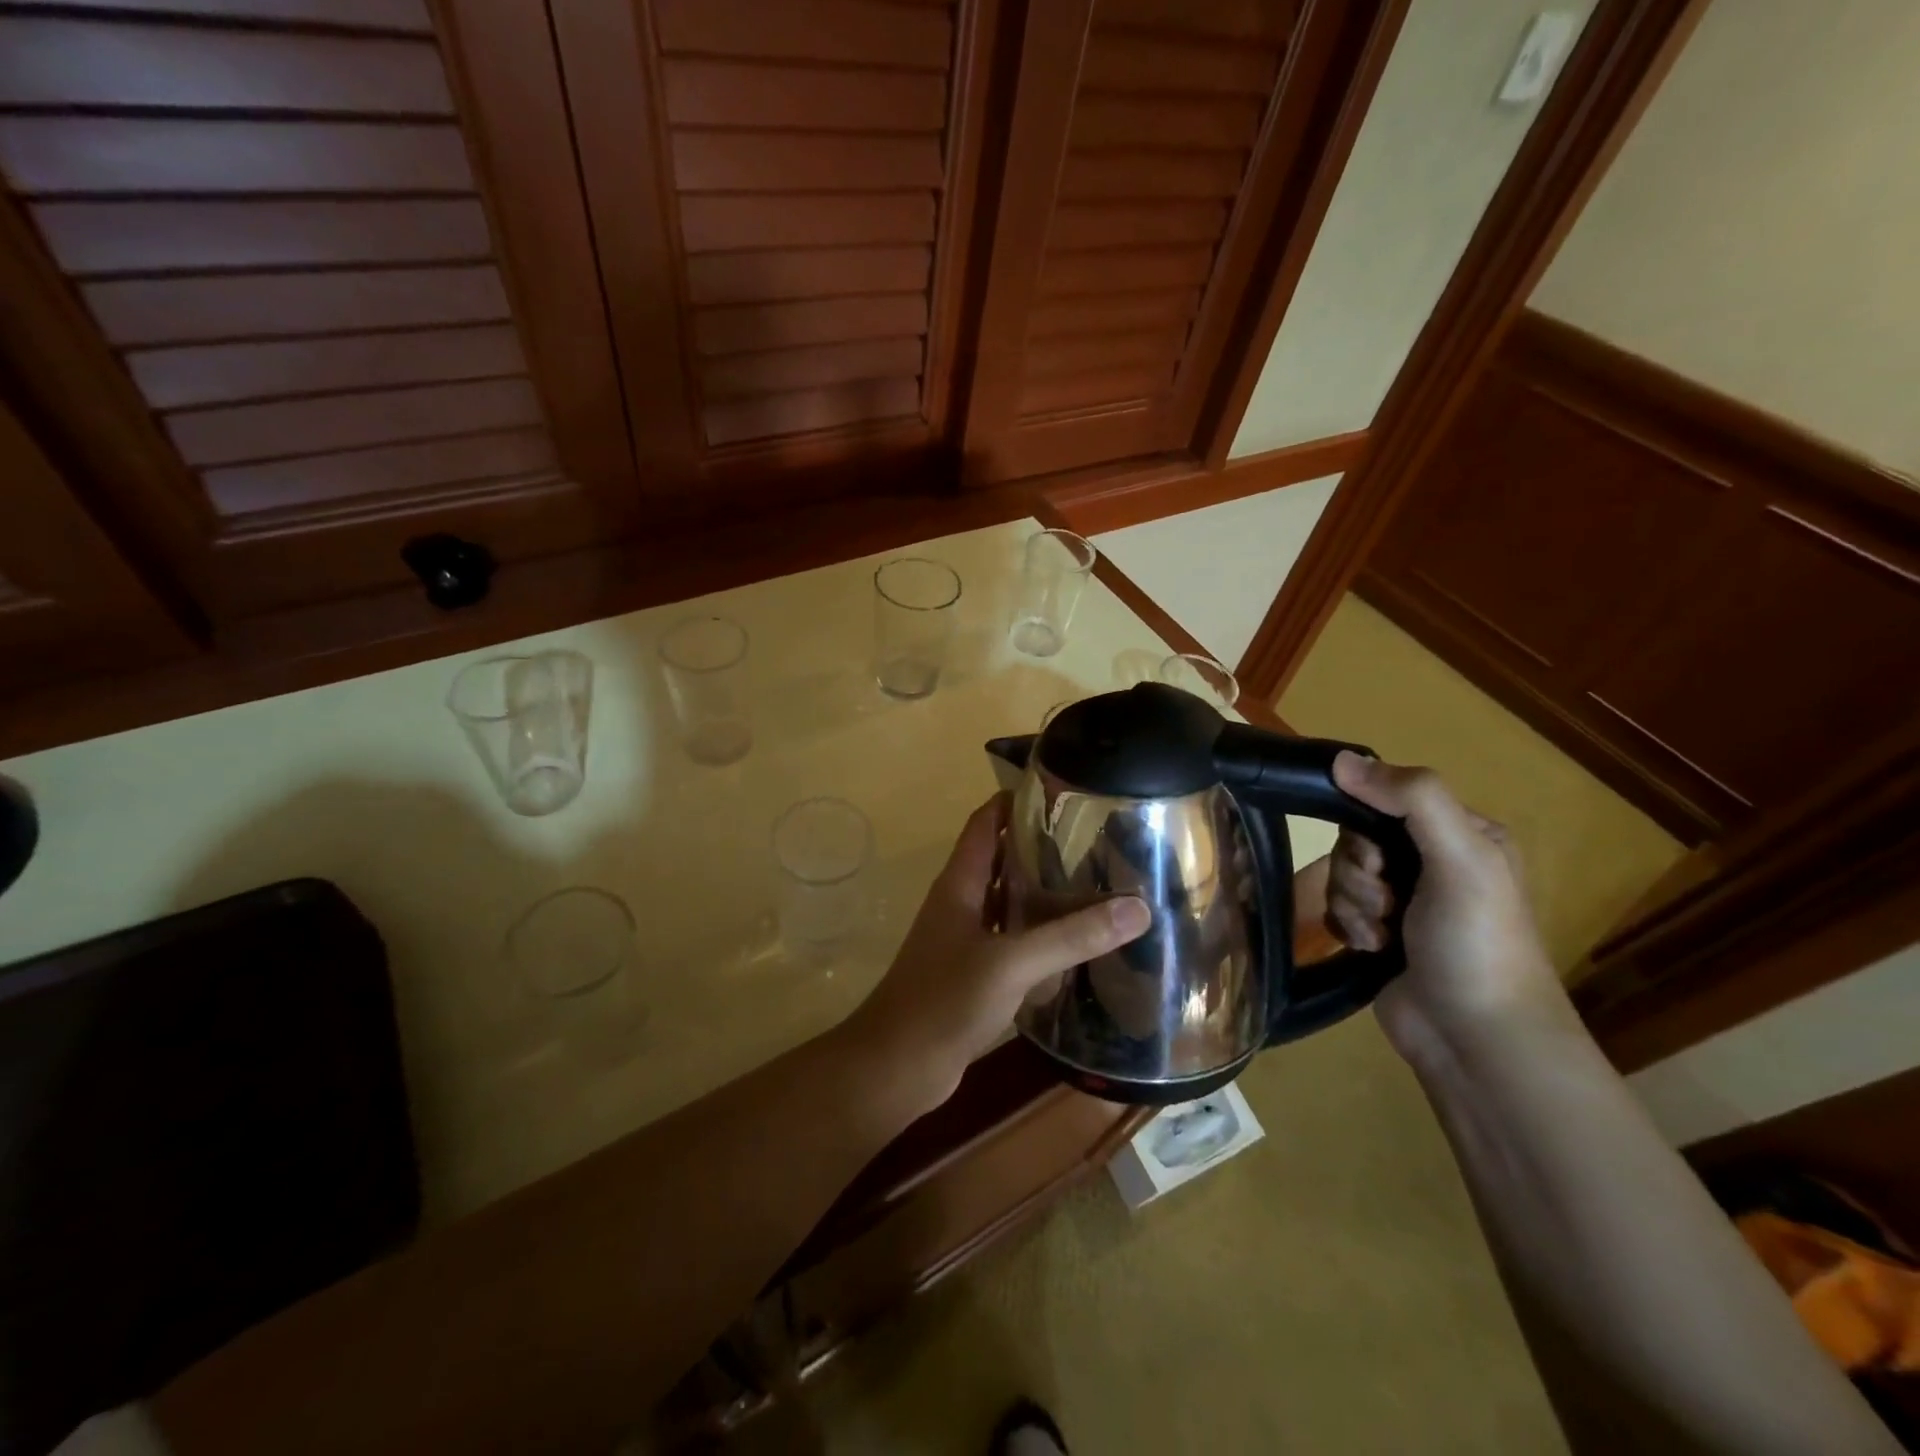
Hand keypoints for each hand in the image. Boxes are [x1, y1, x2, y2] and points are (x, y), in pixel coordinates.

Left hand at [843, 795, 1150, 1118]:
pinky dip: (1040, 934)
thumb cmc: (944, 1001)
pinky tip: (1076, 942)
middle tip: (1096, 838)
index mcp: (959, 884)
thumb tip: (1138, 908)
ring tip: (1097, 881)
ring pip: (1008, 901)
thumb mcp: (1012, 963)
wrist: (897, 1067)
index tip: (1063, 790)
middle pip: (1001, 858)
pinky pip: (1012, 940)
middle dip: (1041, 845)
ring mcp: (965, 939)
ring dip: (1042, 891)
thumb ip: (1072, 936)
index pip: (985, 822)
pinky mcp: (974, 973)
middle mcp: (961, 903)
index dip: (1016, 800)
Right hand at [1325, 752, 1574, 1068]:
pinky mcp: (1378, 936)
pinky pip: (1337, 910)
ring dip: (1354, 905)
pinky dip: (1348, 929)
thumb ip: (1412, 799)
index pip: (1385, 799)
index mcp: (1461, 834)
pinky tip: (1372, 950)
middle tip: (1389, 903)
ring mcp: (1404, 902)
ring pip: (1341, 876)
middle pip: (1355, 839)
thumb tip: (1341, 759)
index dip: (1365, 825)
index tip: (1378, 859)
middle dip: (1360, 873)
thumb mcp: (1461, 858)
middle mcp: (1431, 863)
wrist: (1477, 1039)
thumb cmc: (1477, 942)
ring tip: (1384, 936)